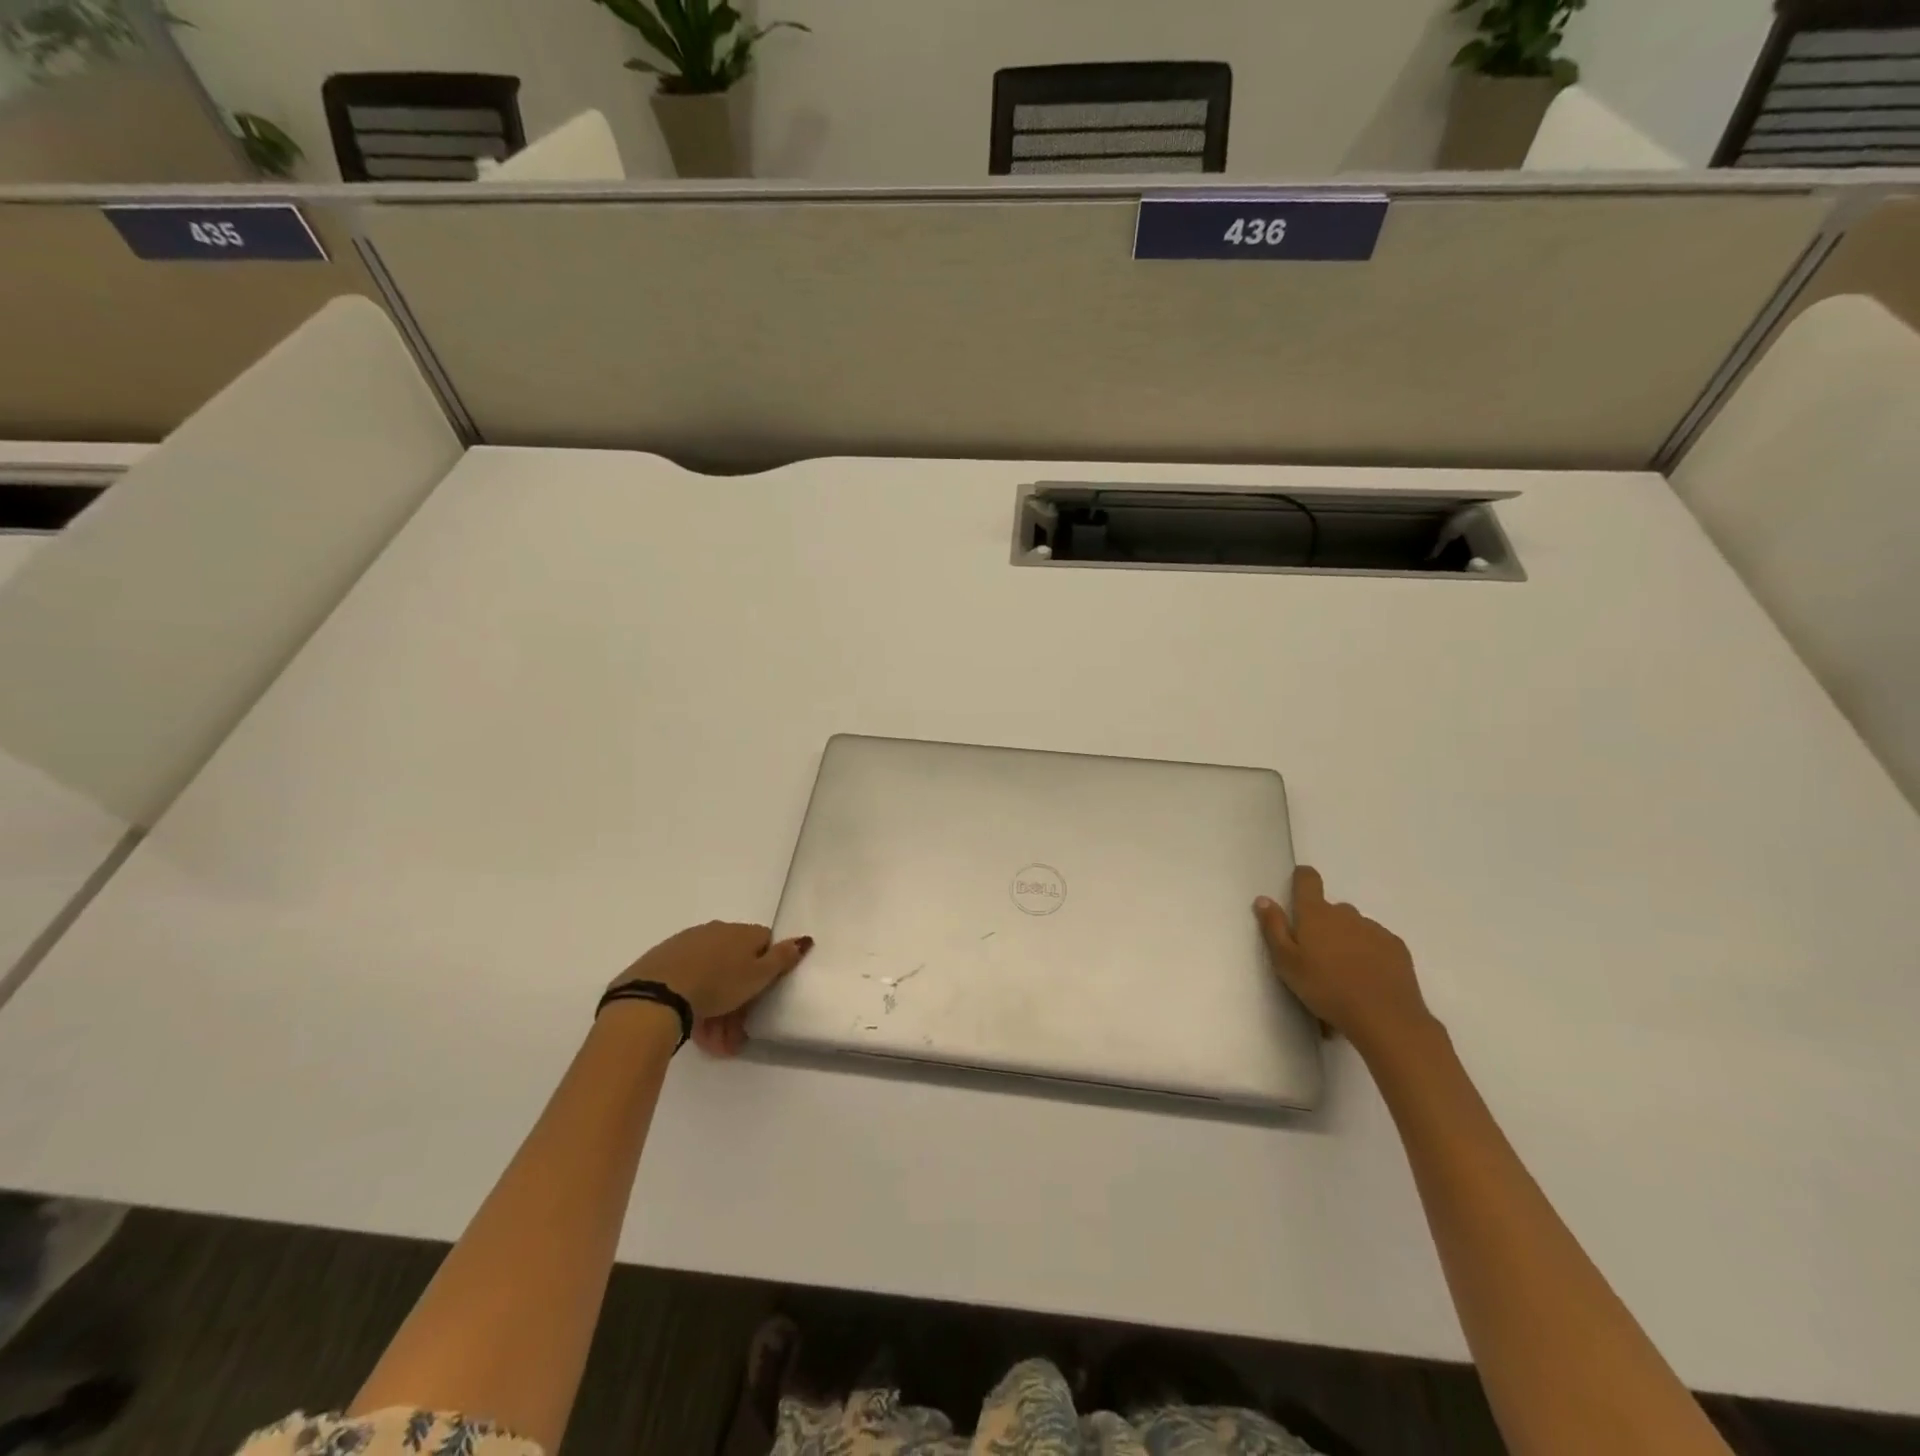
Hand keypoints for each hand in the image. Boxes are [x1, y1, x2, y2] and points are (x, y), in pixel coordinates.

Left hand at [607, 921, 811, 1057]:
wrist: (657, 993)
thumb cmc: (717, 984)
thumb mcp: (758, 976)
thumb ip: (783, 958)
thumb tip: (804, 938)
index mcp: (741, 932)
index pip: (764, 942)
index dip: (766, 967)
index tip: (762, 993)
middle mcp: (716, 931)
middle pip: (736, 963)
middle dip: (740, 998)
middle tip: (738, 1032)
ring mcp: (688, 944)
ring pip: (712, 976)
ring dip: (718, 1008)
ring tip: (715, 1043)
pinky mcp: (663, 961)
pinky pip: (689, 981)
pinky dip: (695, 1002)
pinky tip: (694, 1027)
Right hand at [1254, 866, 1434, 1055]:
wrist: (1384, 1017)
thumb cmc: (1326, 988)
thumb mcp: (1286, 962)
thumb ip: (1273, 928)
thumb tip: (1263, 899)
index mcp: (1315, 914)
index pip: (1308, 880)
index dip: (1302, 878)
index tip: (1298, 886)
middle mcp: (1345, 914)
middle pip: (1331, 909)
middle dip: (1323, 924)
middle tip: (1317, 955)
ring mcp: (1374, 929)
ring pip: (1354, 927)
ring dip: (1346, 940)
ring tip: (1344, 972)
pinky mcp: (1396, 947)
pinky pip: (1376, 942)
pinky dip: (1369, 952)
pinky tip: (1367, 978)